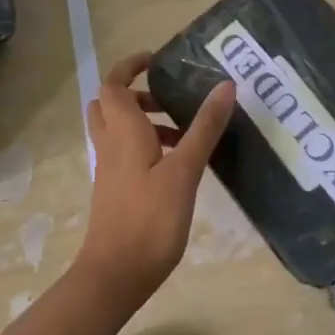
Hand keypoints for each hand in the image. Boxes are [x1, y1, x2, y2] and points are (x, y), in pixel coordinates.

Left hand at [79, 53, 235, 299]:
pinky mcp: (116, 190)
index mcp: (122, 132)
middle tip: (170, 99)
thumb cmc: (150, 218)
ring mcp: (110, 170)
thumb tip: (225, 86)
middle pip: (110, 105)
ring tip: (185, 133)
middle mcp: (110, 145)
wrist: (116, 275)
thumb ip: (204, 128)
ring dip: (145, 121)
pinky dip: (146, 145)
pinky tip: (178, 165)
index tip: (157, 59)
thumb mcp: (185, 170)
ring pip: (118, 130)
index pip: (113, 84)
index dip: (129, 66)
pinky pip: (125, 153)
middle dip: (137, 93)